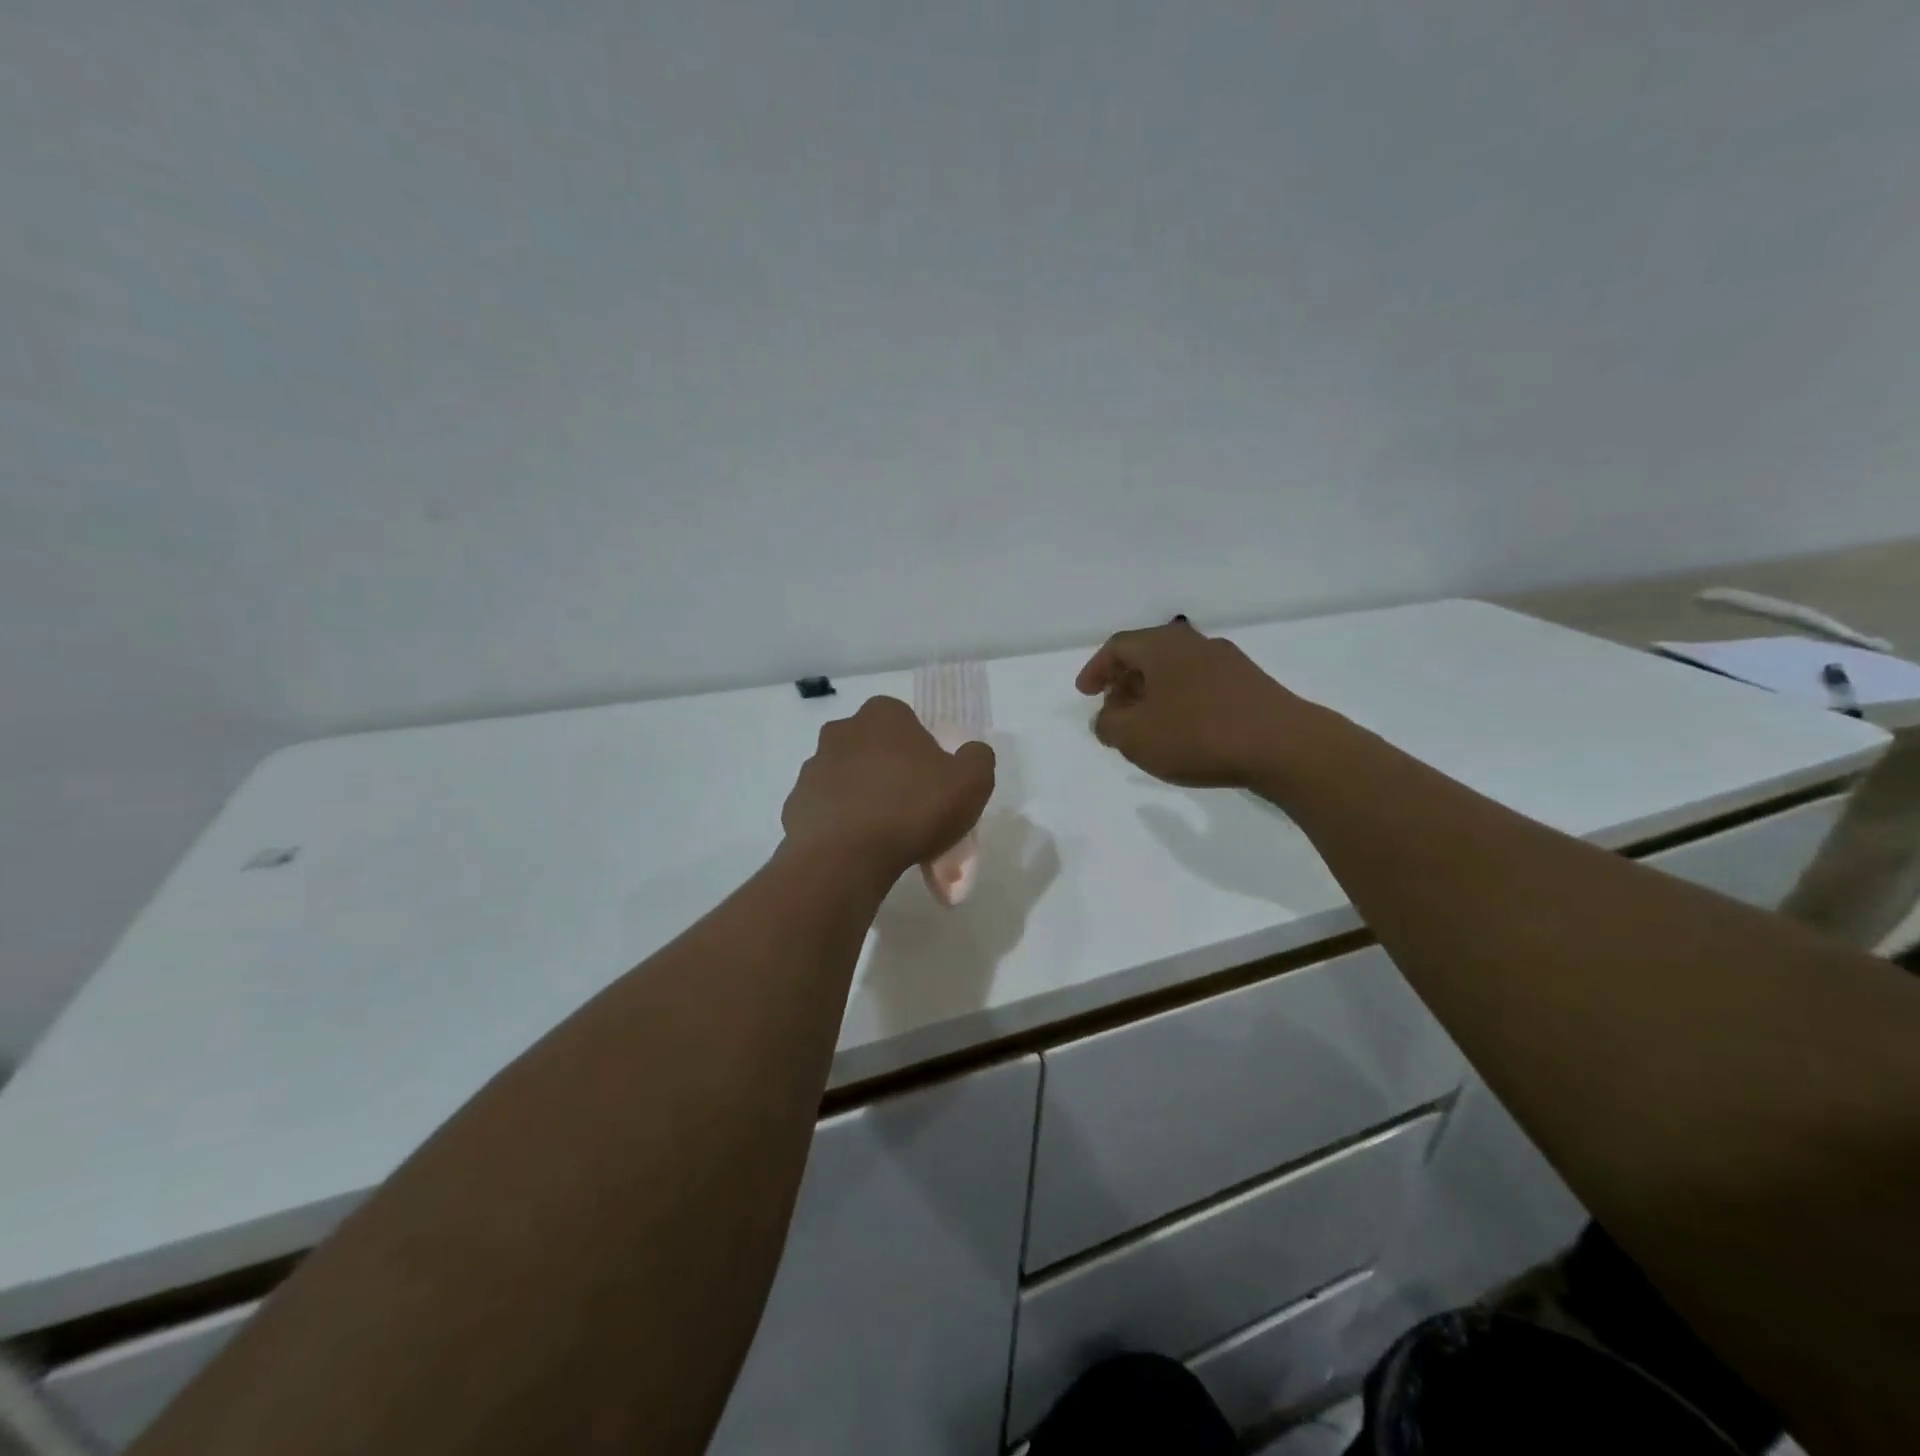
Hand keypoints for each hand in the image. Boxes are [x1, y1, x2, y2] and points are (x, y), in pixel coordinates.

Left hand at [782, 696, 995, 880]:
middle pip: (877, 750)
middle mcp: (842, 731)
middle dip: (893, 775)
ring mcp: (813, 767)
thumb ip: (978, 759)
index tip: (935, 786)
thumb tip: (971, 753)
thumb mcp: (971, 782)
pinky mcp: (795, 804)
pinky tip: (861, 852)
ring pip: (850, 781)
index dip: (925, 753)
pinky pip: (829, 811)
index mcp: (883, 715)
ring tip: (888, 840)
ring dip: (866, 800)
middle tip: (914, 813)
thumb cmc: (912, 808)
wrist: (843, 856)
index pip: (908, 723)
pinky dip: (843, 825)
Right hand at [1075, 619, 1305, 787]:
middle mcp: (1196, 644)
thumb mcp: (1134, 736)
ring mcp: (1229, 663)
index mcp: (1163, 646)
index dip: (1096, 669)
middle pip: (1149, 655)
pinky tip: (1183, 732)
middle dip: (1124, 682)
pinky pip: (1201, 687)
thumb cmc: (1198, 734)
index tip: (1084, 693)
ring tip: (1145, 725)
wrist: (1284, 746)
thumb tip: (1108, 718)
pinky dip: (1181, 703)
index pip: (1118, 646)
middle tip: (1113, 710)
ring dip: (1153, 694)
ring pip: (1177, 672)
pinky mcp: (1251, 686)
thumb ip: (1108, 725)